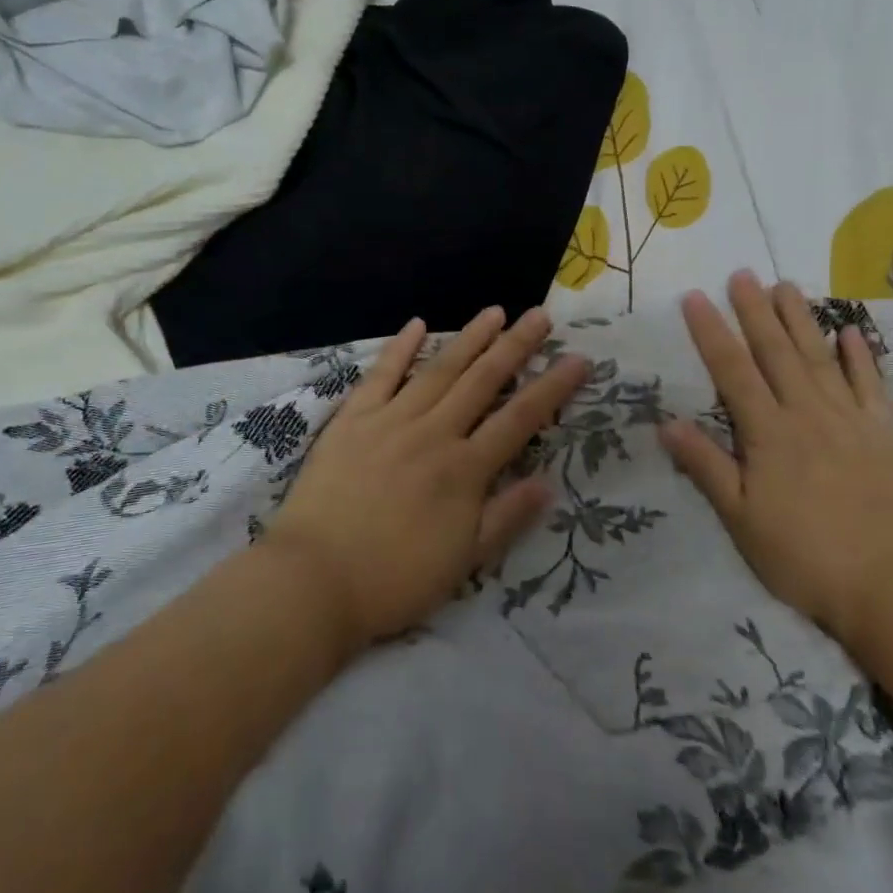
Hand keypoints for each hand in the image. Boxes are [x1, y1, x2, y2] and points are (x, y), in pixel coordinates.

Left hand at [266, 306, 588, 649]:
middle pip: (482, 381)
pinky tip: (416, 324)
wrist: (315, 581)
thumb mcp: (463, 562)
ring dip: (469, 338)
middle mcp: (434, 434)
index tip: (578, 359)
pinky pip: (381, 375)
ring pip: (439, 370)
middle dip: (515, 346)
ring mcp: (391, 421)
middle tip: (540, 315)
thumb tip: (548, 482)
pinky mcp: (353, 419)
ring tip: (495, 311)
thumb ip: (506, 517)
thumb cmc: (394, 579)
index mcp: (464, 470)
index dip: (552, 388)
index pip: (520, 419)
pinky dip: (400, 348)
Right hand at [658, 271, 892, 648]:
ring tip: (786, 285)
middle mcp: (808, 414)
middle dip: (755, 311)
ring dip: (801, 319)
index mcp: (769, 434)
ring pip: (820, 358)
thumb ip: (706, 467)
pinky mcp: (887, 434)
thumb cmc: (806, 556)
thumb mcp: (742, 520)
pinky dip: (860, 356)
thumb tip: (667, 422)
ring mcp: (852, 420)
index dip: (711, 333)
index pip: (733, 372)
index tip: (695, 297)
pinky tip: (849, 331)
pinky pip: (871, 385)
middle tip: (742, 273)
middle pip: (777, 353)